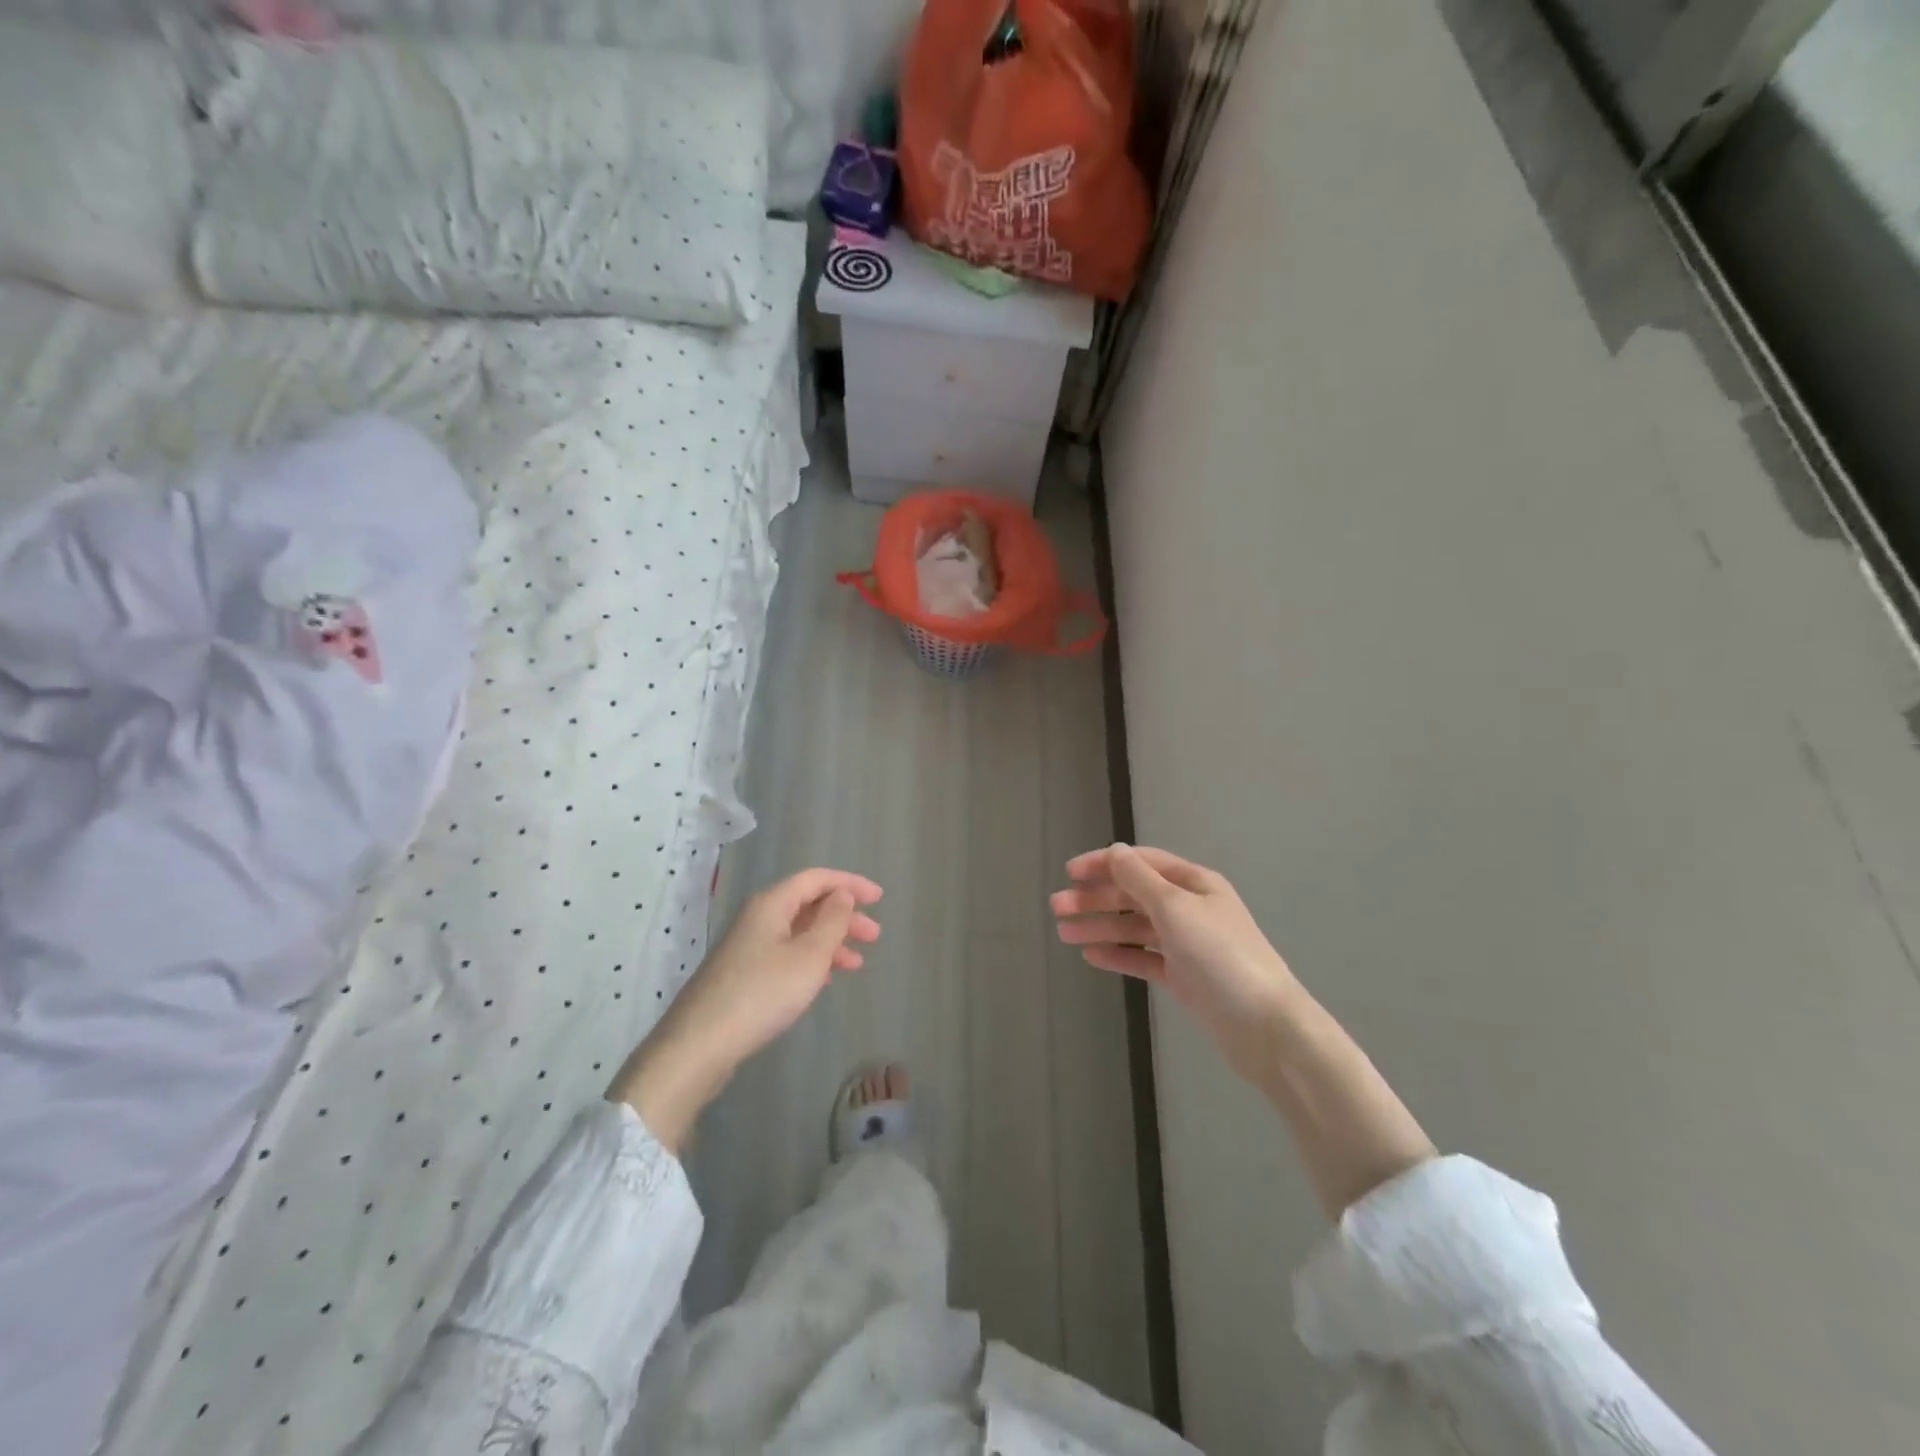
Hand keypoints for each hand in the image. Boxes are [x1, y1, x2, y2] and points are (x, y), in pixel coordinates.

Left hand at [611, 869, 882, 1150]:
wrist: (700, 1045)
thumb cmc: (763, 993)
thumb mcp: (809, 956)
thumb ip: (832, 921)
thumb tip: (842, 894)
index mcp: (772, 904)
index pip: (816, 878)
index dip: (850, 884)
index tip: (879, 898)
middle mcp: (757, 918)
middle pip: (808, 904)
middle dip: (844, 916)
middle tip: (874, 937)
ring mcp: (747, 947)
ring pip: (798, 932)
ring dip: (830, 942)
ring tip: (856, 964)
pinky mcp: (742, 974)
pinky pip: (786, 954)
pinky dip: (811, 961)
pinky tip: (825, 980)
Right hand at [1052, 844, 1303, 1083]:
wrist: (1264, 1027)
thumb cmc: (1220, 956)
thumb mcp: (1175, 908)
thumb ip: (1139, 879)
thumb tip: (1114, 850)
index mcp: (1194, 883)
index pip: (1141, 863)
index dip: (1104, 864)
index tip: (1069, 872)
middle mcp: (1189, 908)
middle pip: (1133, 895)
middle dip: (1096, 898)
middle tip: (1056, 907)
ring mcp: (1186, 944)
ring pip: (1134, 928)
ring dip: (1100, 926)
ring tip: (1064, 934)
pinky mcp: (1183, 977)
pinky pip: (1143, 958)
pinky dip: (1118, 954)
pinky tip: (1091, 955)